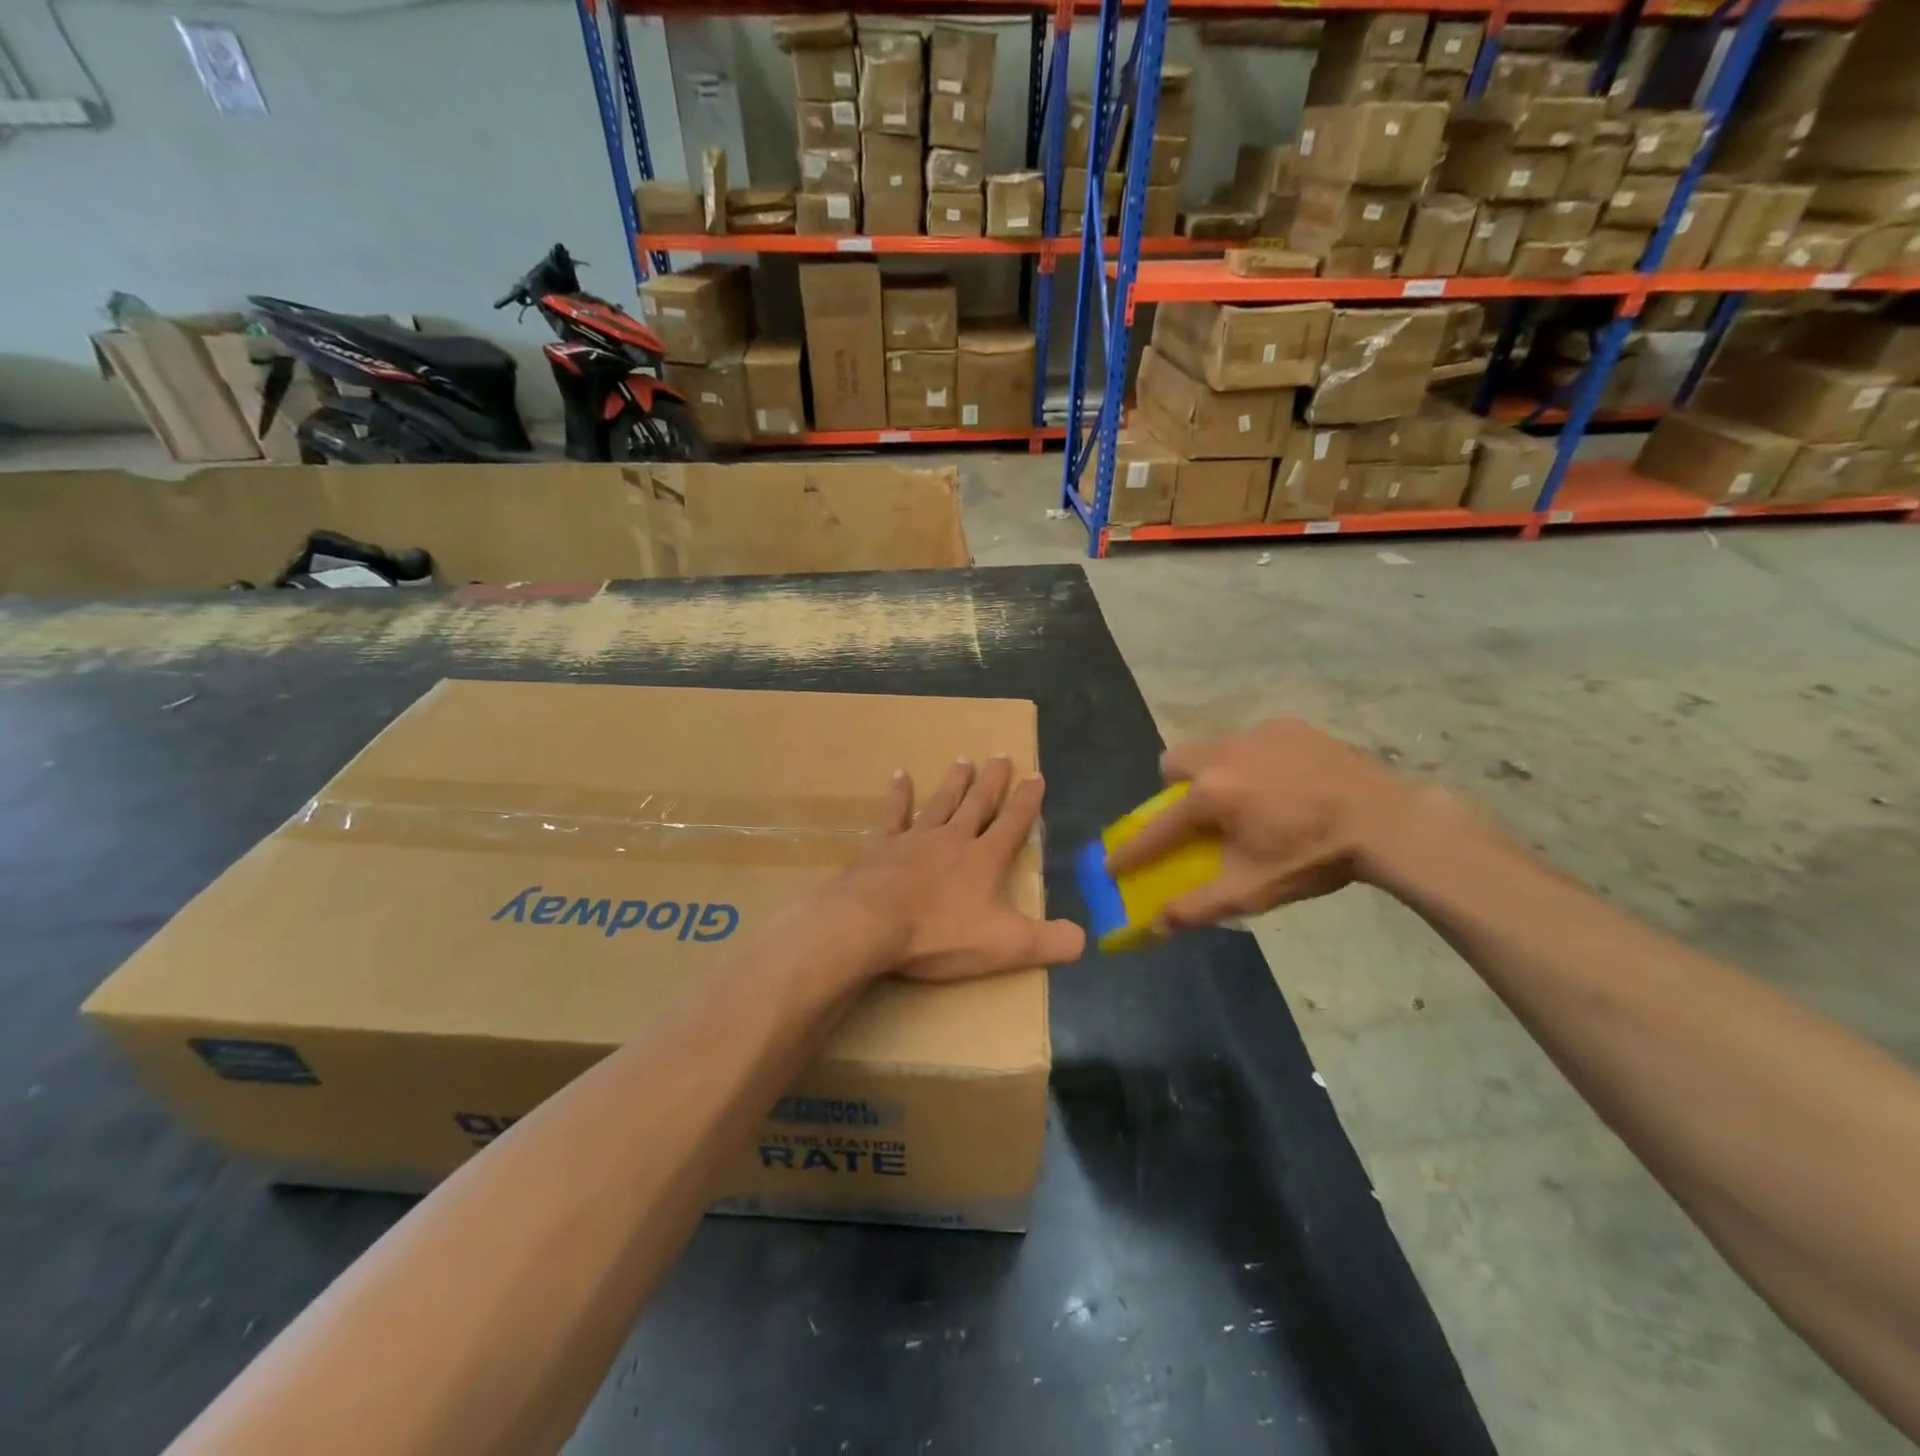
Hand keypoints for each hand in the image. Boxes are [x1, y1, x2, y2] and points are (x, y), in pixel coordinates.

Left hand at [832, 756, 1085, 982]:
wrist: (871, 924)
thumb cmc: (940, 935)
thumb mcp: (1005, 946)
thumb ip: (1049, 942)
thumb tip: (1085, 939)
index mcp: (985, 859)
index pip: (1014, 823)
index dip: (1028, 801)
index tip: (1036, 775)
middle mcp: (953, 839)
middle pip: (978, 804)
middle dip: (993, 781)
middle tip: (1000, 756)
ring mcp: (916, 839)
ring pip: (941, 802)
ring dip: (954, 782)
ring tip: (963, 760)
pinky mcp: (882, 846)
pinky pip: (894, 814)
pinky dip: (898, 795)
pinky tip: (900, 775)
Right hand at [1106, 717, 1422, 929]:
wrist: (1387, 821)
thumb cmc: (1313, 857)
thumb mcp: (1253, 889)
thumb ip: (1199, 905)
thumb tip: (1156, 924)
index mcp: (1210, 794)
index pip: (1156, 826)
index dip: (1132, 850)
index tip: (1111, 864)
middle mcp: (1223, 753)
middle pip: (1173, 763)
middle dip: (1174, 790)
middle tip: (1202, 817)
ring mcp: (1256, 733)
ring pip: (1212, 747)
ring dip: (1214, 772)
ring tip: (1249, 799)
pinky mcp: (1287, 725)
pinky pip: (1251, 740)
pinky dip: (1254, 760)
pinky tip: (1285, 782)